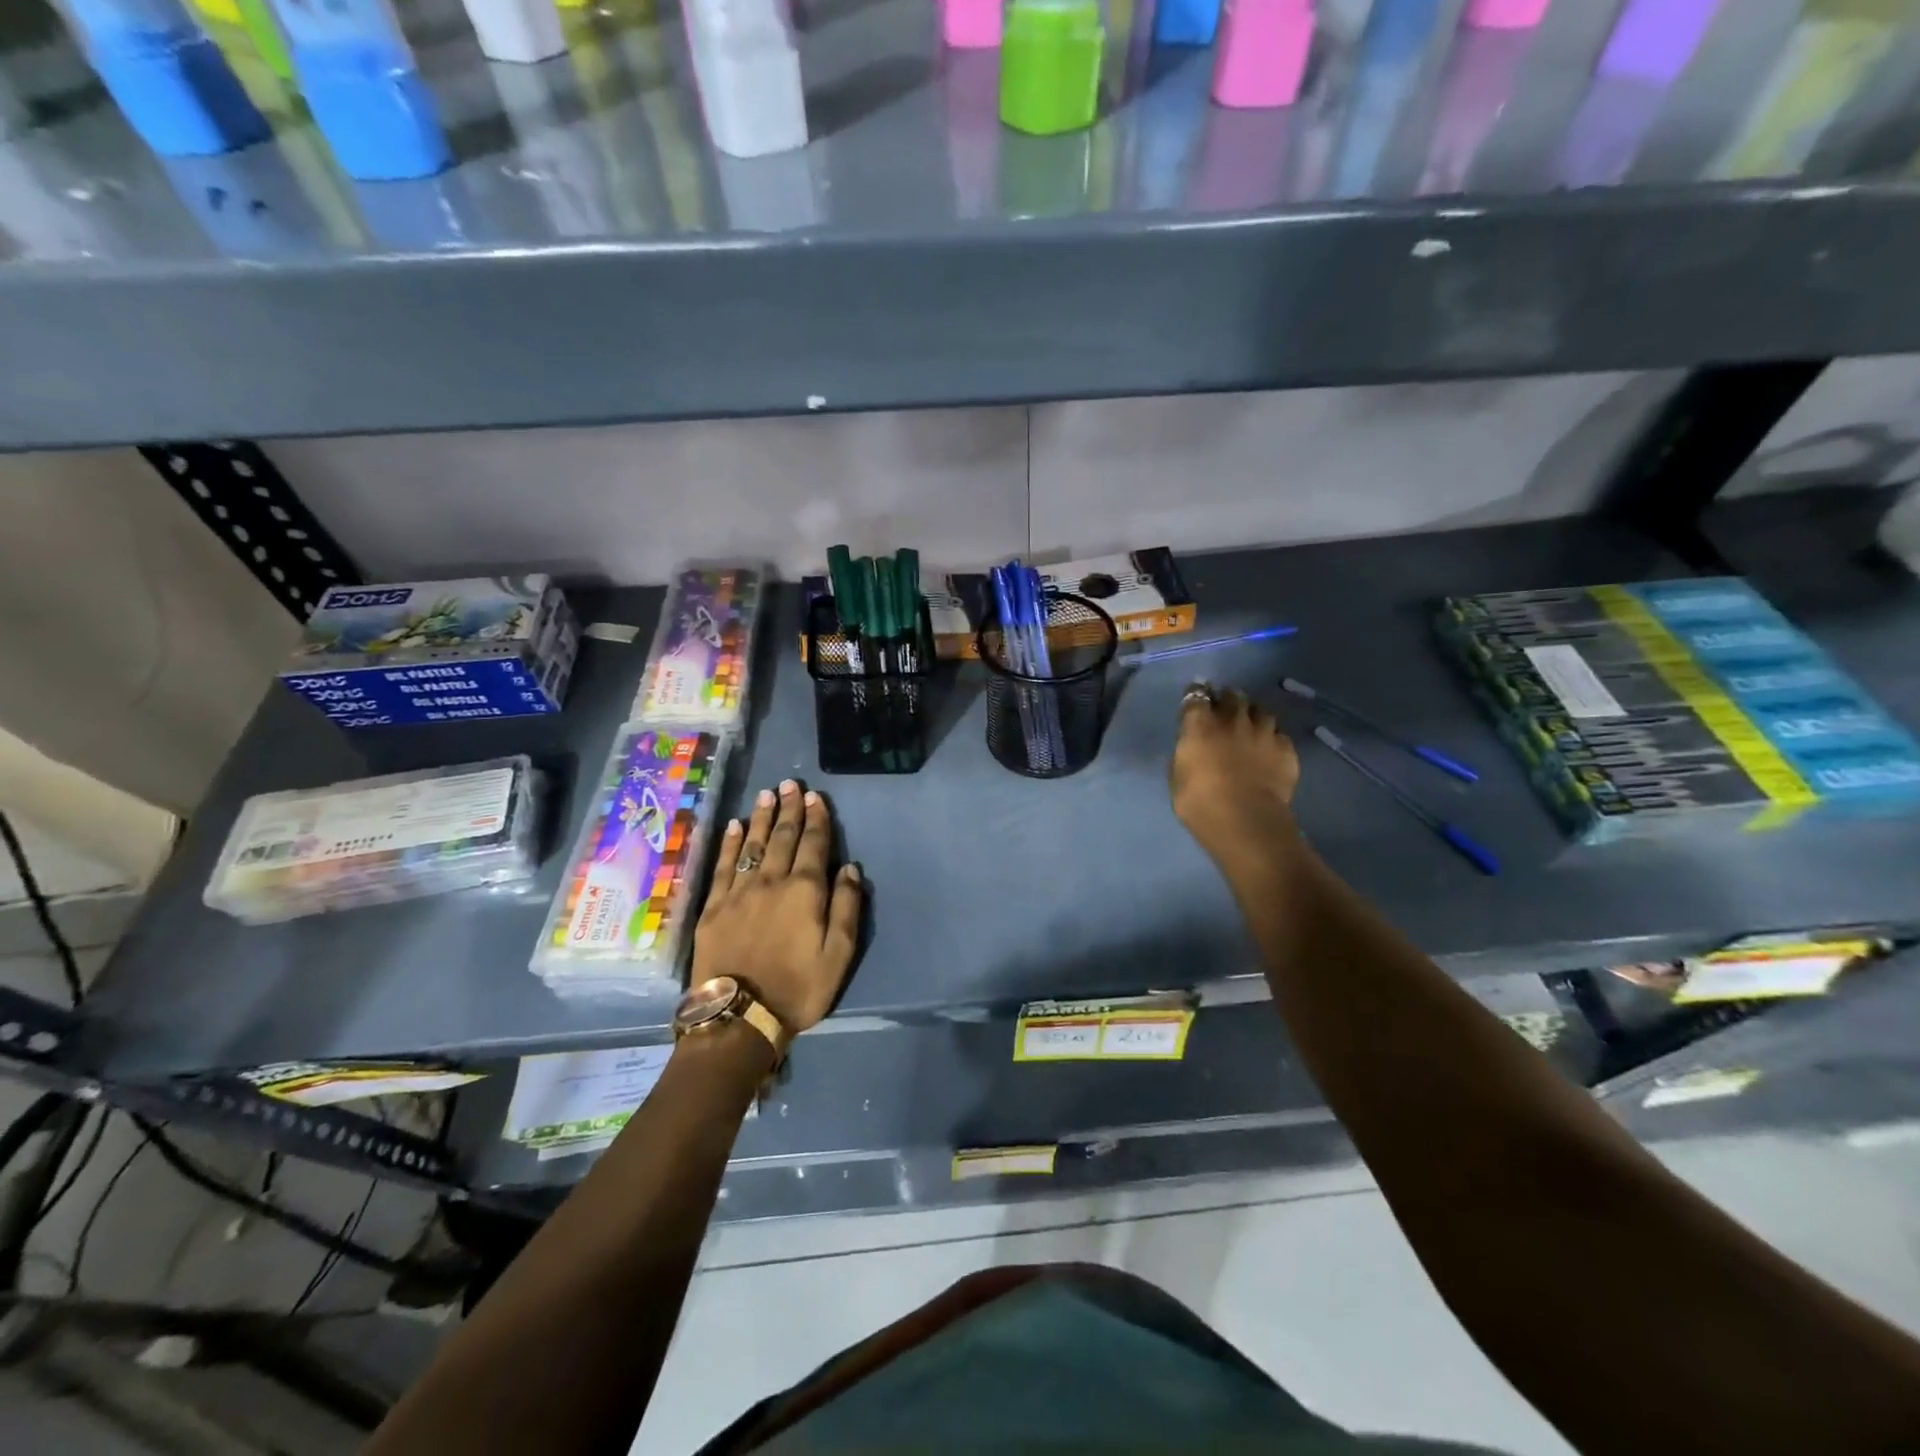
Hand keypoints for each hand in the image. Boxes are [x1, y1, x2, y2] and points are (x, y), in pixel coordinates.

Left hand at [692, 779, 862, 1033]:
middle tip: (791, 784)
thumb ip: (846, 907)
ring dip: (760, 817)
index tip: (815, 797)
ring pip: (752, 844)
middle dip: (789, 809)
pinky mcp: (713, 906)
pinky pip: (723, 865)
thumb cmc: (798, 988)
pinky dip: (730, 843)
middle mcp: (771, 881)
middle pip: (782, 837)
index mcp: (805, 891)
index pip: (814, 845)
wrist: (739, 1017)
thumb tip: (849, 868)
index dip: (816, 819)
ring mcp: (739, 892)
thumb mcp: (839, 954)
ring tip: (766, 793)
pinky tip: (734, 826)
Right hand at [1170, 684, 1302, 868]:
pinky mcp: (1286, 748)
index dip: (1195, 695)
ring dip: (1253, 715)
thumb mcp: (1178, 779)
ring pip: (1260, 710)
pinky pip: (1279, 735)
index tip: (1195, 701)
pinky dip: (1272, 738)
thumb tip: (1191, 750)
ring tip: (1250, 725)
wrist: (1246, 820)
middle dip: (1227, 698)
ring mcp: (1263, 732)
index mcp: (1200, 724)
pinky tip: (1270, 749)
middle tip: (1224, 708)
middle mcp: (1233, 719)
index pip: (1195, 695)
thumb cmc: (1200, 802)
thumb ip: (1185, 756)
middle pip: (1232, 695)